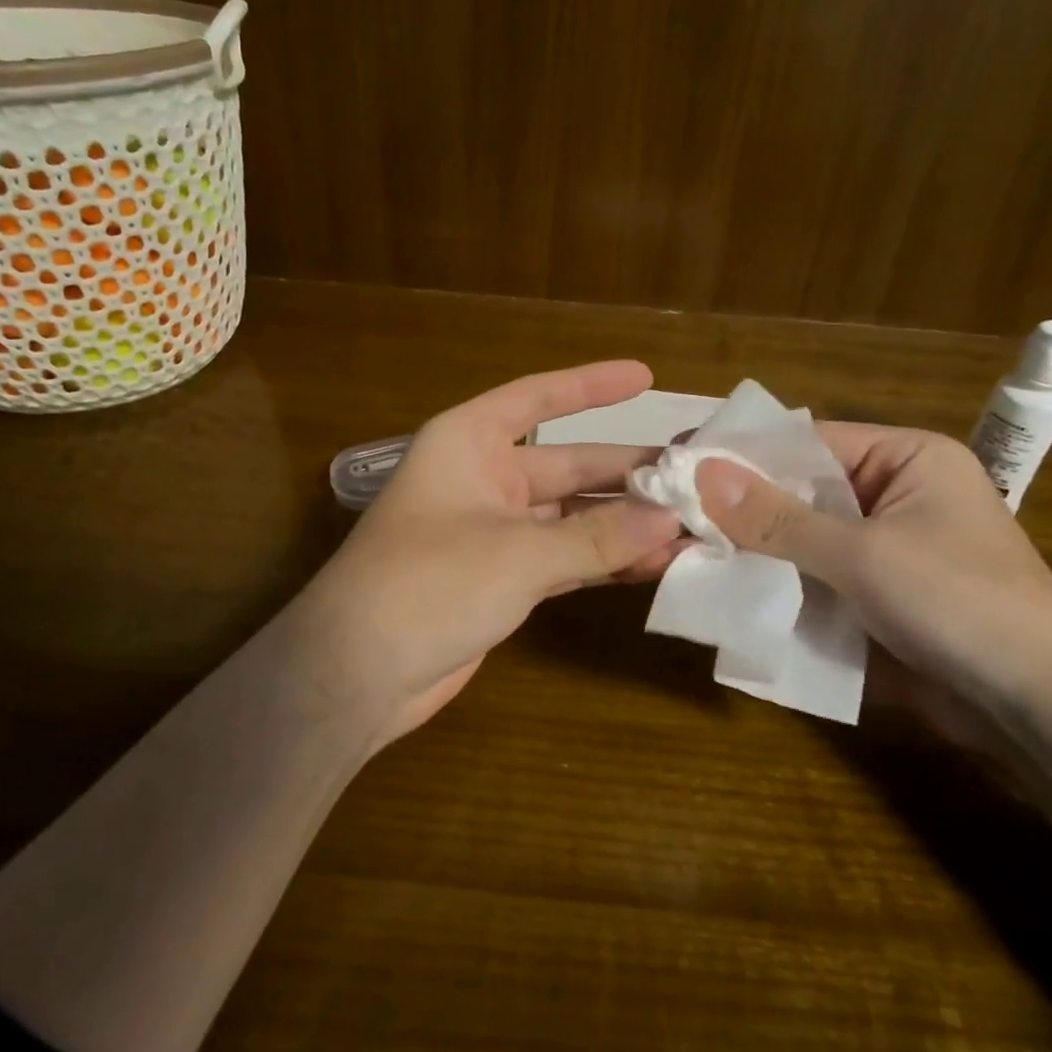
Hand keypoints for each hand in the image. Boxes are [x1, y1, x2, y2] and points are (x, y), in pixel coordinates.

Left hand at [295, 361, 686, 745]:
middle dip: (627, 473)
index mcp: (469, 443)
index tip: (646, 377)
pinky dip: (602, 561)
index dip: (591, 385)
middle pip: (568, 465)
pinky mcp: (501, 580)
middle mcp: (482, 478)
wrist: (356, 673)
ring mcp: (492, 532)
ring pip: (571, 517)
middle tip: (695, 477)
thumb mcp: (518, 553)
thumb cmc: (428, 583)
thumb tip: (671, 520)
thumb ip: (596, 537)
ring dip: (623, 524)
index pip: (538, 399)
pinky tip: (653, 565)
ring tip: (691, 527)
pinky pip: (564, 557)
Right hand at [693, 425, 1051, 710]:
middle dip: (740, 506)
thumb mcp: (861, 554)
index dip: (742, 452)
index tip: (678, 462)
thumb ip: (777, 518)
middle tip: (668, 512)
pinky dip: (775, 581)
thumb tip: (699, 473)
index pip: (806, 440)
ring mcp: (882, 547)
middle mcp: (892, 493)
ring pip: (799, 536)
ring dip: (751, 548)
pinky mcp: (873, 595)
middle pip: (799, 489)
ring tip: (681, 550)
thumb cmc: (961, 604)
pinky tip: (724, 587)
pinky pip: (811, 575)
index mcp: (906, 458)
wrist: (1040, 712)